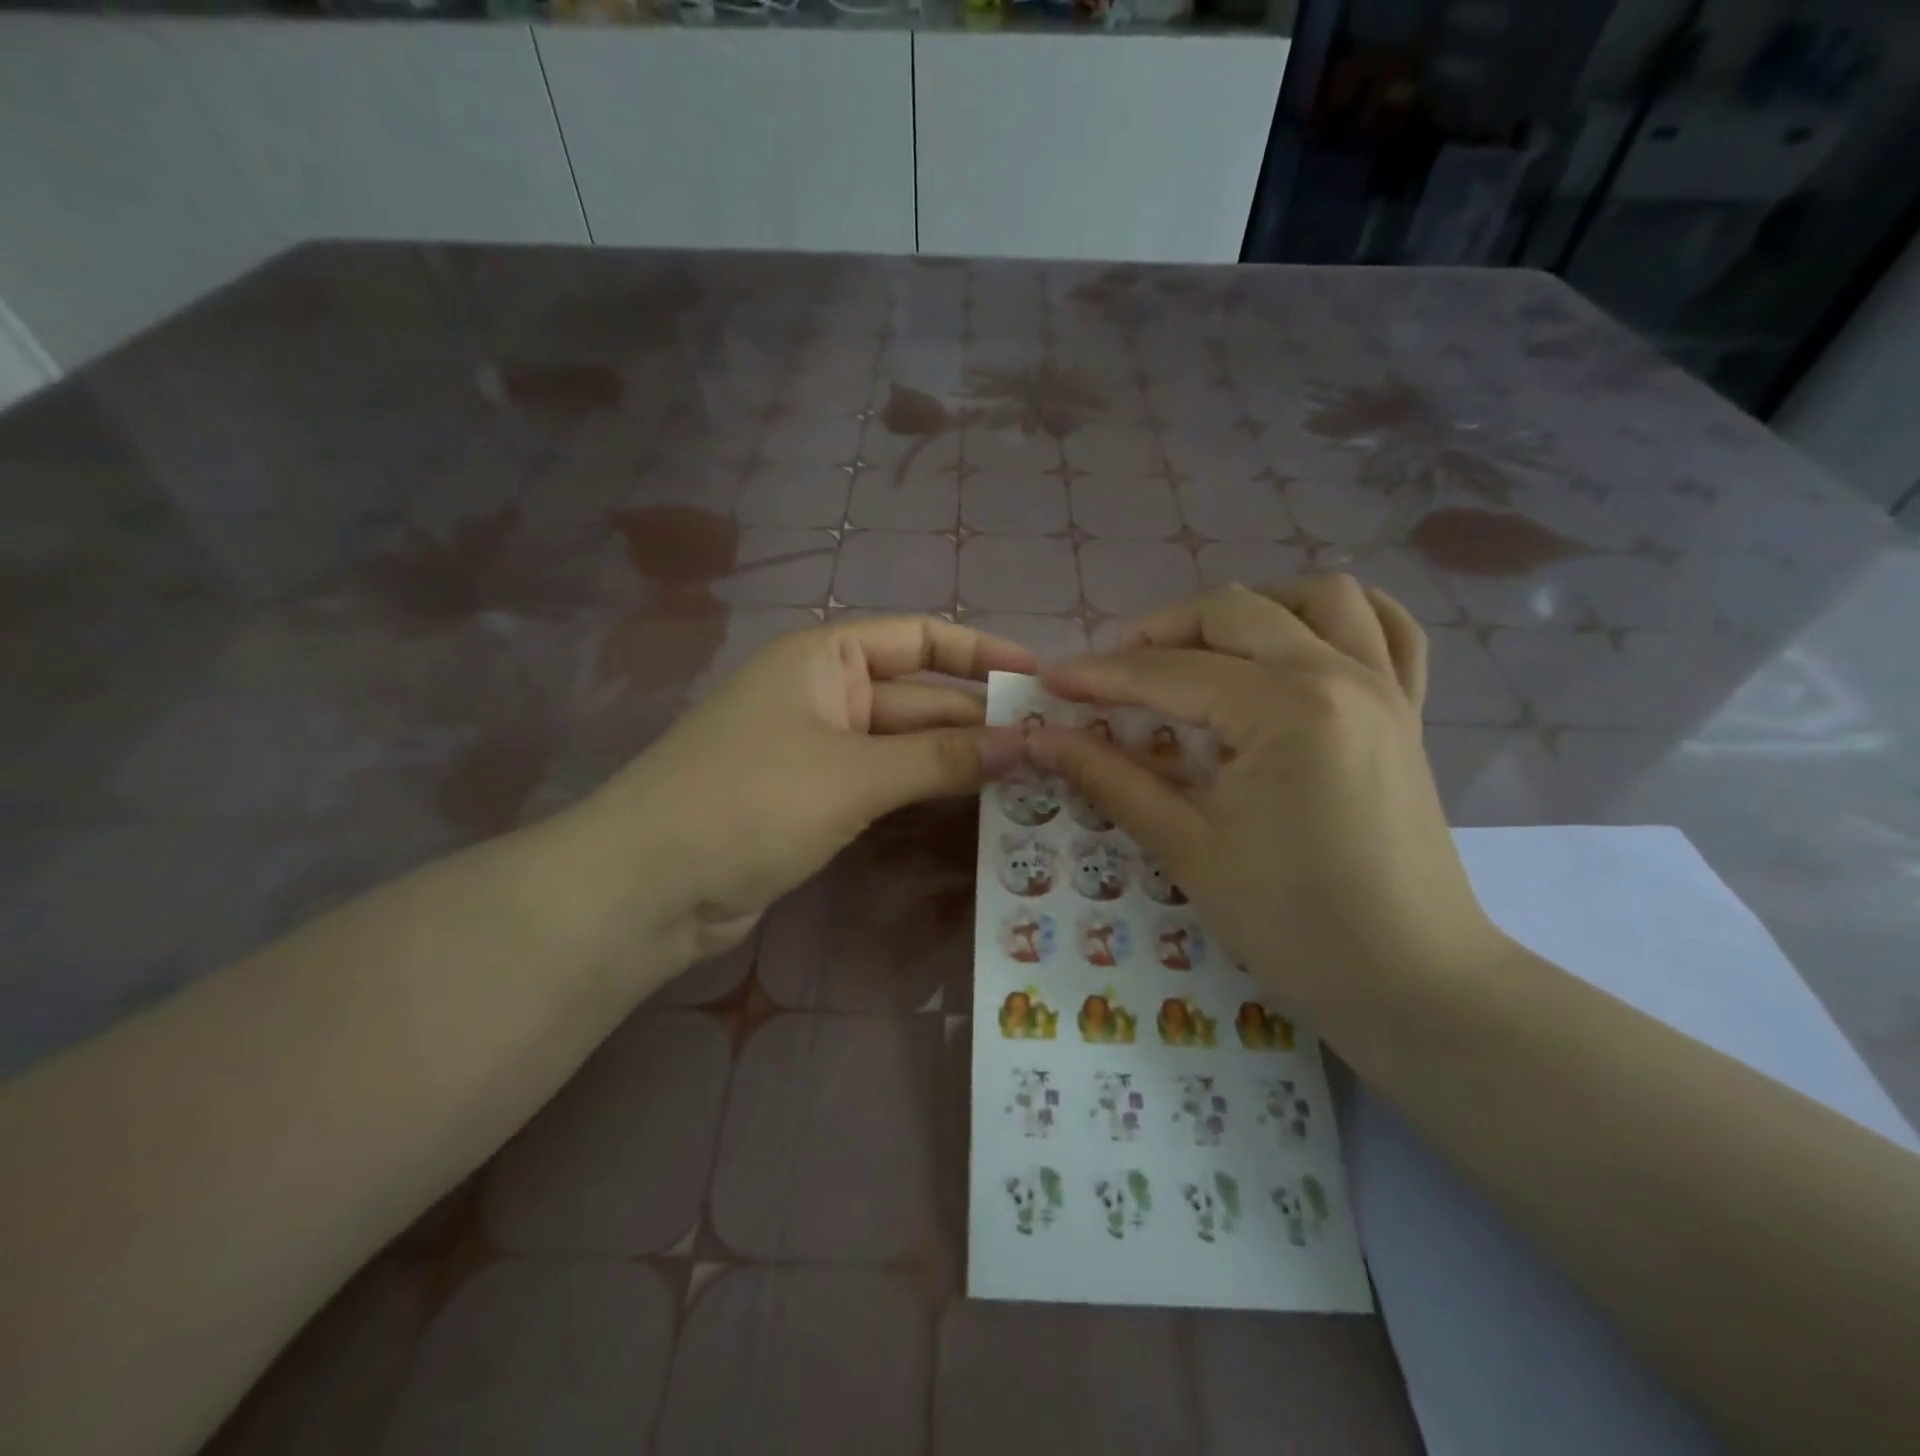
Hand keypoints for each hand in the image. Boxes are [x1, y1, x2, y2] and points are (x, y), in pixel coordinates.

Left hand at [567, 615, 1034, 958]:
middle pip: (918, 697)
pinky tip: (977, 807)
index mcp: (825, 659)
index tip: (1040, 676)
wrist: (648, 887)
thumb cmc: (750, 802)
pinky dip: (926, 793)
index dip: (981, 653)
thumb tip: (1027, 743)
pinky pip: (885, 785)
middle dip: (979, 718)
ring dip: (959, 760)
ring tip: (1033, 777)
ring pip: (905, 747)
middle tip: (1054, 745)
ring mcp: (819, 751)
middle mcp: (825, 694)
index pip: (919, 637)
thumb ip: (942, 758)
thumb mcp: (854, 774)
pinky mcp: (816, 801)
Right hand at [1028, 578, 1494, 1048]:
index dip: (1100, 675)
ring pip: (1318, 596)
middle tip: (1111, 674)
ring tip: (1202, 649)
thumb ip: (1110, 778)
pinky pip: (1388, 631)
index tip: (1049, 681)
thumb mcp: (1186, 847)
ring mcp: (1385, 687)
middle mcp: (1340, 674)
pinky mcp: (1407, 712)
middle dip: (1158, 632)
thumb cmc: (1292, 923)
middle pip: (1233, 613)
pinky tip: (1299, 641)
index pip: (1170, 673)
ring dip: (1249, 609)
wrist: (1411, 983)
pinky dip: (1340, 618)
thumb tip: (1040, 738)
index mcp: (1286, 707)